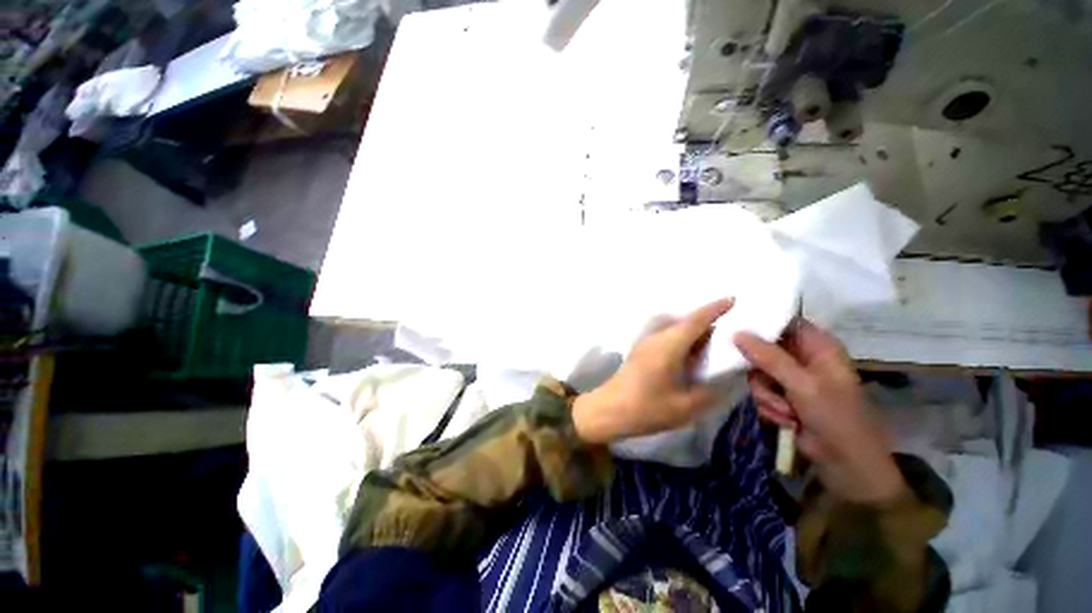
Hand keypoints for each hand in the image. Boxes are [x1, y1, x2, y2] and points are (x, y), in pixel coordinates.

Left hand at [573, 298, 733, 444]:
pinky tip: (691, 355)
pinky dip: (682, 340)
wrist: (609, 410)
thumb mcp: (684, 407)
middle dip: (707, 322)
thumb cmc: (646, 408)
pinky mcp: (641, 351)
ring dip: (693, 332)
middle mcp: (656, 338)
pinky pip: (667, 337)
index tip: (733, 299)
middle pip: (685, 322)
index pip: (695, 321)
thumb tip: (725, 380)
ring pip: (675, 329)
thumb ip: (709, 392)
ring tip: (714, 344)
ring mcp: (646, 343)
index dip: (714, 309)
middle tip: (731, 329)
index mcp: (668, 346)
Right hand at [734, 320, 905, 503]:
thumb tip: (736, 332)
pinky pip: (760, 392)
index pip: (783, 321)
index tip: (734, 327)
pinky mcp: (782, 396)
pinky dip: (769, 407)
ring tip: (787, 411)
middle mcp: (802, 358)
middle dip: (762, 372)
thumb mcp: (803, 385)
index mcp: (818, 346)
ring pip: (757, 373)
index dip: (760, 322)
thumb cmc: (836, 419)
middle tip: (769, 384)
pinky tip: (787, 420)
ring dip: (766, 395)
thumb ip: (769, 357)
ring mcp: (791, 378)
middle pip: (763, 348)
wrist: (846, 465)